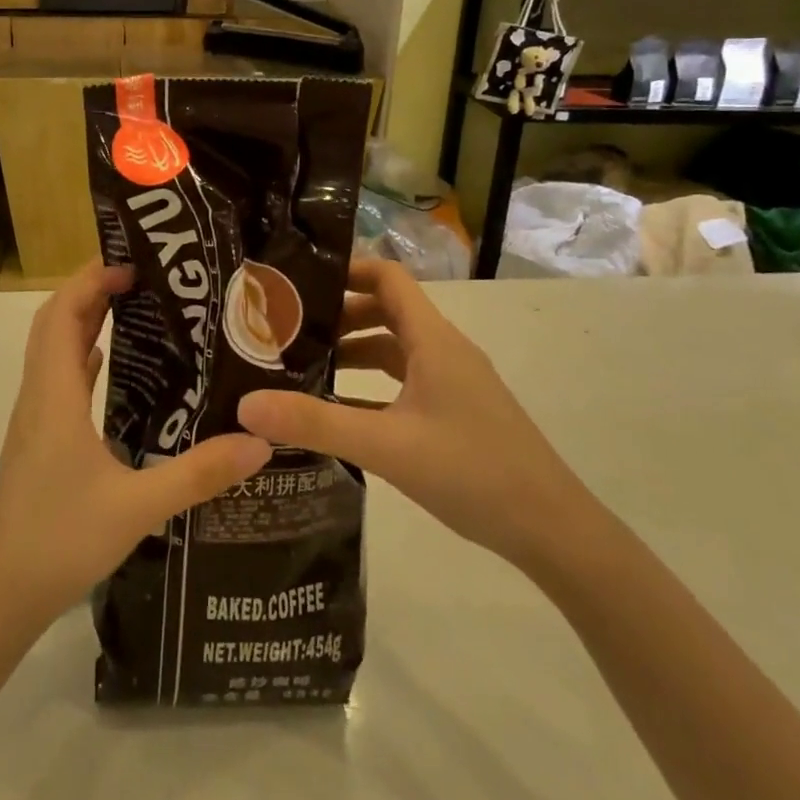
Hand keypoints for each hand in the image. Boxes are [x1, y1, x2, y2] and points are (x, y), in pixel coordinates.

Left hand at [0, 262, 271, 629]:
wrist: (0, 595)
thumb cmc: (59, 540)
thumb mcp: (138, 507)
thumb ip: (199, 473)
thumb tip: (260, 441)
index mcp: (54, 396)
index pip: (62, 314)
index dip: (90, 280)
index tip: (132, 262)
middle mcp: (39, 397)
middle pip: (55, 323)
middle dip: (91, 291)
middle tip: (142, 278)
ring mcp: (35, 420)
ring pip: (54, 351)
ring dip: (85, 322)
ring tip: (135, 309)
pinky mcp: (39, 442)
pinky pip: (60, 381)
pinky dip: (83, 359)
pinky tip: (114, 369)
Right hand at [238, 259, 591, 573]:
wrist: (553, 530)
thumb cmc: (473, 472)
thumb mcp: (386, 446)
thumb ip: (316, 423)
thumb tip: (246, 405)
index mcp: (433, 339)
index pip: (387, 277)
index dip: (346, 269)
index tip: (298, 282)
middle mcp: (443, 350)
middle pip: (386, 310)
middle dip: (338, 313)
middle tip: (288, 328)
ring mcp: (453, 382)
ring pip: (395, 348)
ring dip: (353, 349)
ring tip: (304, 365)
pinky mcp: (456, 412)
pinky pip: (404, 381)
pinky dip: (370, 384)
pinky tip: (339, 409)